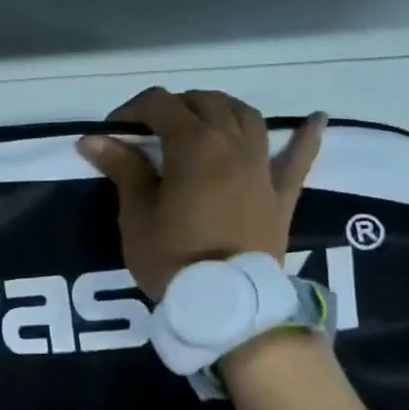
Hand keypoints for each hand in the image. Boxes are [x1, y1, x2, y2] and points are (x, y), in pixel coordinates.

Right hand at [78, 88, 325, 298]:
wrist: (227, 306)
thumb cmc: (172, 259)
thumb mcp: (136, 216)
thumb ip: (123, 169)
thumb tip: (93, 138)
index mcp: (193, 146)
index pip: (160, 105)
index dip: (132, 111)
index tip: (113, 134)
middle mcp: (232, 144)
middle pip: (204, 103)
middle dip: (172, 107)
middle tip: (148, 134)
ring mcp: (262, 167)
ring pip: (245, 116)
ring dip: (218, 110)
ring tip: (198, 122)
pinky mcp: (282, 193)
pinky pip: (299, 157)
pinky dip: (306, 135)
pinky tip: (315, 119)